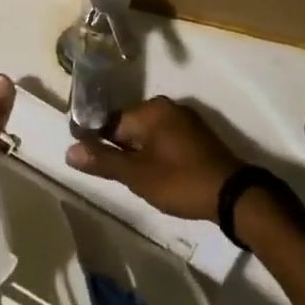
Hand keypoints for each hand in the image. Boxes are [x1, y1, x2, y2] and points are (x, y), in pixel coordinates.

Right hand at [64, 96, 241, 221]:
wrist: (235, 197)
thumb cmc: (180, 181)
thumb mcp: (137, 175)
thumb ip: (104, 161)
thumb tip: (69, 150)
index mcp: (151, 109)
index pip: (111, 121)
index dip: (99, 141)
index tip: (92, 162)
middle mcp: (168, 107)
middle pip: (130, 126)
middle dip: (122, 150)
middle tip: (119, 178)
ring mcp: (186, 120)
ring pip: (149, 135)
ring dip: (140, 154)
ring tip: (138, 181)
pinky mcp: (199, 137)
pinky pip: (167, 140)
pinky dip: (158, 155)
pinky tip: (160, 176)